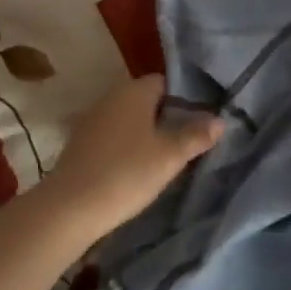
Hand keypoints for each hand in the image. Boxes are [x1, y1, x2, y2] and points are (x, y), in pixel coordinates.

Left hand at [45, 76, 222, 235]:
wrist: (71, 207)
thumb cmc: (126, 173)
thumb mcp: (170, 156)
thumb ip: (196, 136)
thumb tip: (219, 120)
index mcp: (133, 91)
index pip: (164, 82)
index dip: (184, 99)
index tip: (199, 121)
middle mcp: (109, 97)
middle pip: (145, 100)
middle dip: (165, 117)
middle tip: (187, 141)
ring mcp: (91, 120)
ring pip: (128, 119)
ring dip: (144, 133)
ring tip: (165, 157)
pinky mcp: (79, 143)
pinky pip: (111, 136)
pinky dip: (125, 146)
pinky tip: (135, 168)